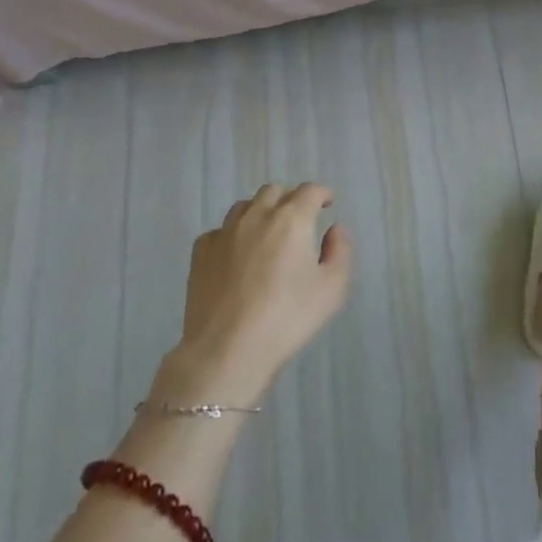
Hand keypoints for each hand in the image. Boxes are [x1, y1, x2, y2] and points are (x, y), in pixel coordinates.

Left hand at [162, 184, 352, 402]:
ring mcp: (225, 232)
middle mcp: (257, 215)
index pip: (309, 190)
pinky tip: (236, 256)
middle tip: (298, 220)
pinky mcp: (201, 252)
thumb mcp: (332, 289)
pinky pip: (220, 231)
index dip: (321, 193)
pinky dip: (232, 235)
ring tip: (266, 234)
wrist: (226, 351)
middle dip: (290, 199)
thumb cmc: (287, 319)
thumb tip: (335, 229)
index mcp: (292, 219)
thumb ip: (340, 251)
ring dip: (260, 212)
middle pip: (274, 191)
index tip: (326, 203)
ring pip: (245, 206)